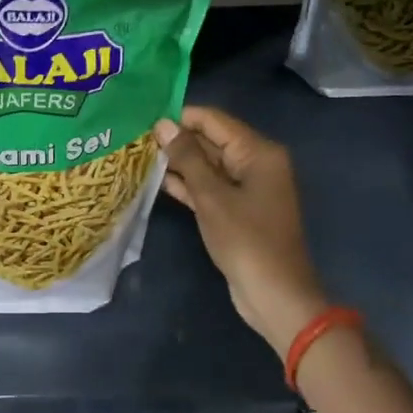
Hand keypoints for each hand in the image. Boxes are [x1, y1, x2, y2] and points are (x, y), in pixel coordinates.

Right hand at [155, 106, 326, 359]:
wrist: (275, 296)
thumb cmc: (246, 240)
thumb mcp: (211, 196)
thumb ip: (187, 157)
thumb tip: (163, 124)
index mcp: (258, 152)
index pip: (214, 120)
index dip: (180, 117)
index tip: (145, 119)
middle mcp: (256, 162)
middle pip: (212, 140)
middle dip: (177, 140)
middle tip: (137, 138)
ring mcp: (248, 187)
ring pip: (208, 165)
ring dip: (179, 162)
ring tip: (141, 156)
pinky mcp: (238, 209)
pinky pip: (211, 186)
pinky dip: (189, 184)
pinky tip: (158, 180)